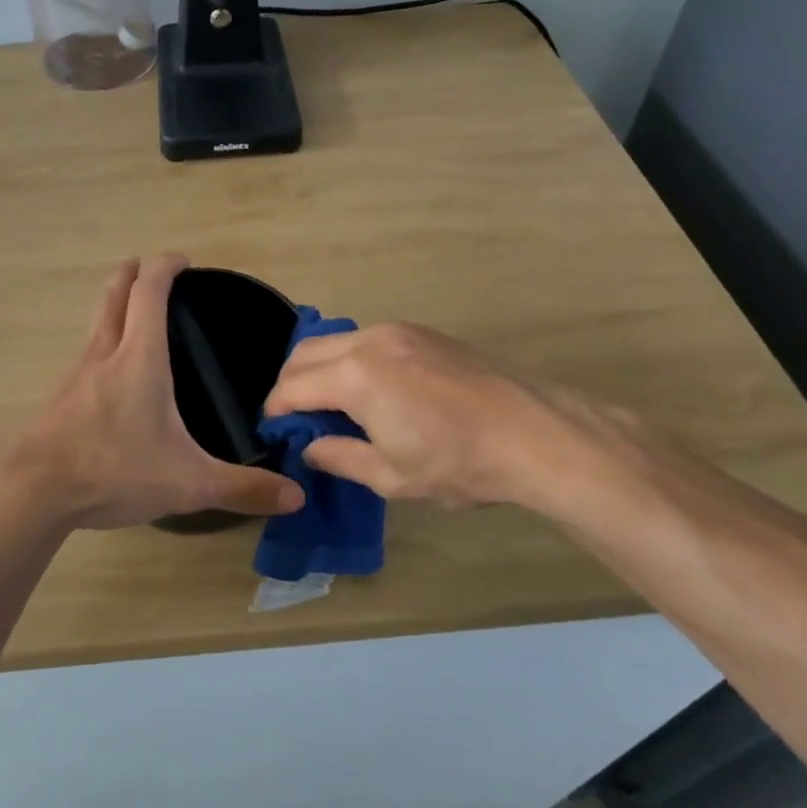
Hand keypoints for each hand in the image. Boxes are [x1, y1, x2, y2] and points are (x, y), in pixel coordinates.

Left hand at [7, 256, 305, 530]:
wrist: (32, 493)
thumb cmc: (114, 471)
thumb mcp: (188, 483)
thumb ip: (243, 488)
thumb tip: (297, 495)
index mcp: (139, 358)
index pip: (149, 292)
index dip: (164, 267)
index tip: (181, 259)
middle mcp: (104, 355)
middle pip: (114, 296)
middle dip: (130, 274)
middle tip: (146, 267)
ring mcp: (76, 375)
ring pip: (96, 324)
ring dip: (113, 307)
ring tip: (131, 315)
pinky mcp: (59, 399)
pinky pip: (85, 357)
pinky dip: (101, 346)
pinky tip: (109, 376)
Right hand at [263, 322, 655, 522]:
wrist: (533, 434)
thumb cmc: (457, 463)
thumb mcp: (391, 476)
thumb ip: (340, 457)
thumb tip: (311, 447)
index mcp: (356, 376)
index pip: (293, 386)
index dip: (276, 409)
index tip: (272, 429)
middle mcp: (370, 341)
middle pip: (306, 352)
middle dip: (290, 382)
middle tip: (295, 417)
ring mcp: (400, 331)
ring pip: (337, 341)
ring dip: (321, 367)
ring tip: (331, 404)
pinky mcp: (424, 332)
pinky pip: (368, 339)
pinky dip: (352, 359)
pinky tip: (370, 389)